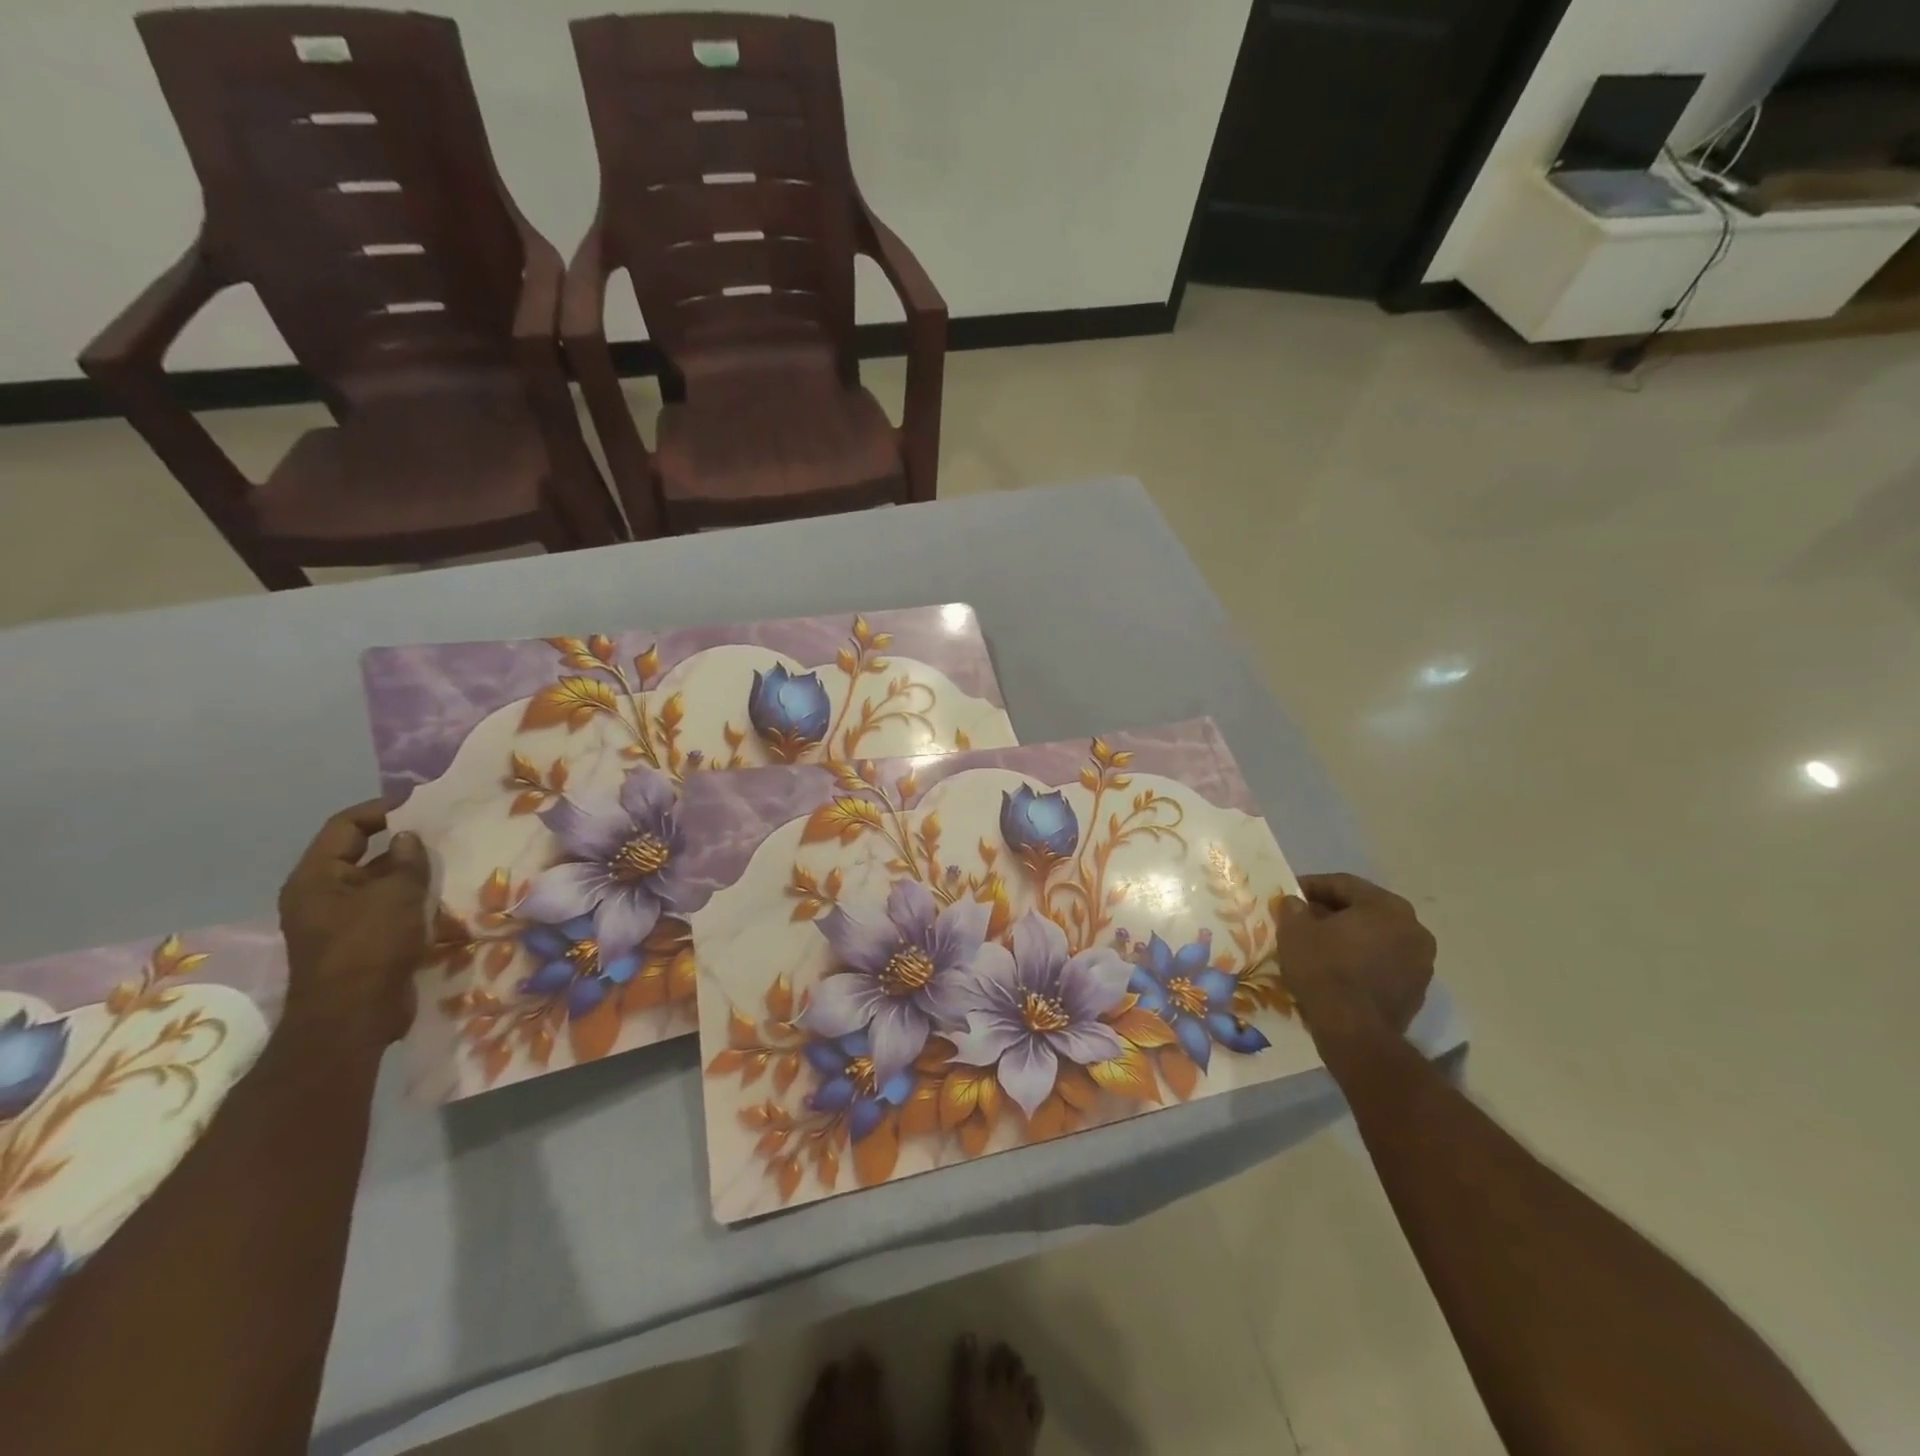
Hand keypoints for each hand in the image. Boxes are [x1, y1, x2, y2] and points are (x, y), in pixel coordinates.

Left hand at [277, 801, 431, 1049]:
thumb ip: (406, 861)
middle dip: (402, 844)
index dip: (382, 811)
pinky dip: (411, 900)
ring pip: (378, 884)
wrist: (354, 1018)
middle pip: (361, 854)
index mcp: (315, 878)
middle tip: (443, 834)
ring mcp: (338, 921)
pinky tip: (442, 897)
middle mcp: (320, 895)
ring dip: (410, 874)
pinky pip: (386, 909)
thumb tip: (408, 839)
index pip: (345, 827)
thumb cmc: (369, 947)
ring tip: (450, 862)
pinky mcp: (360, 942)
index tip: (422, 805)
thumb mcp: (396, 896)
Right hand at [1275, 873, 1434, 1037]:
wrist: (1354, 1032)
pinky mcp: (1417, 989)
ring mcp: (1421, 961)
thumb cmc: (1324, 970)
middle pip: (1365, 909)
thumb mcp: (1295, 931)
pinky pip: (1384, 962)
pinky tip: (1337, 968)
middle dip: (1332, 911)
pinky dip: (1362, 959)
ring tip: (1318, 944)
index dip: (1312, 885)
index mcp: (1387, 906)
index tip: (1290, 893)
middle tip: (1303, 918)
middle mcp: (1413, 928)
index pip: (1344, 884)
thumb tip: (1296, 903)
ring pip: (1377, 936)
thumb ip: (1294, 908)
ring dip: (1349, 936)